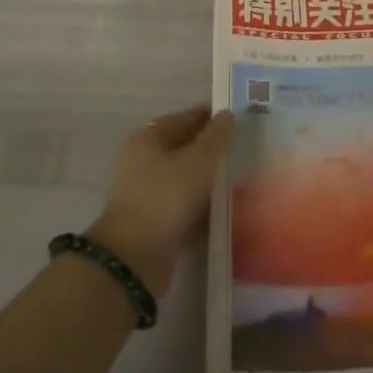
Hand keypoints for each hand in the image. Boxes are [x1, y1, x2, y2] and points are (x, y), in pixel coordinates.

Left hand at [89, 105, 234, 299]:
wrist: (134, 257)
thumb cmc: (166, 196)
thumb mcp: (198, 161)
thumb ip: (215, 136)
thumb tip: (227, 114)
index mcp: (147, 138)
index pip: (184, 119)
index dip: (210, 118)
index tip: (237, 122)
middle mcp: (141, 161)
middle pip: (182, 148)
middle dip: (209, 151)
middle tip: (239, 151)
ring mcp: (143, 193)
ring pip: (182, 178)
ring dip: (205, 180)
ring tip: (236, 181)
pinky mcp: (150, 221)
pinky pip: (180, 204)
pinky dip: (198, 205)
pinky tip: (219, 209)